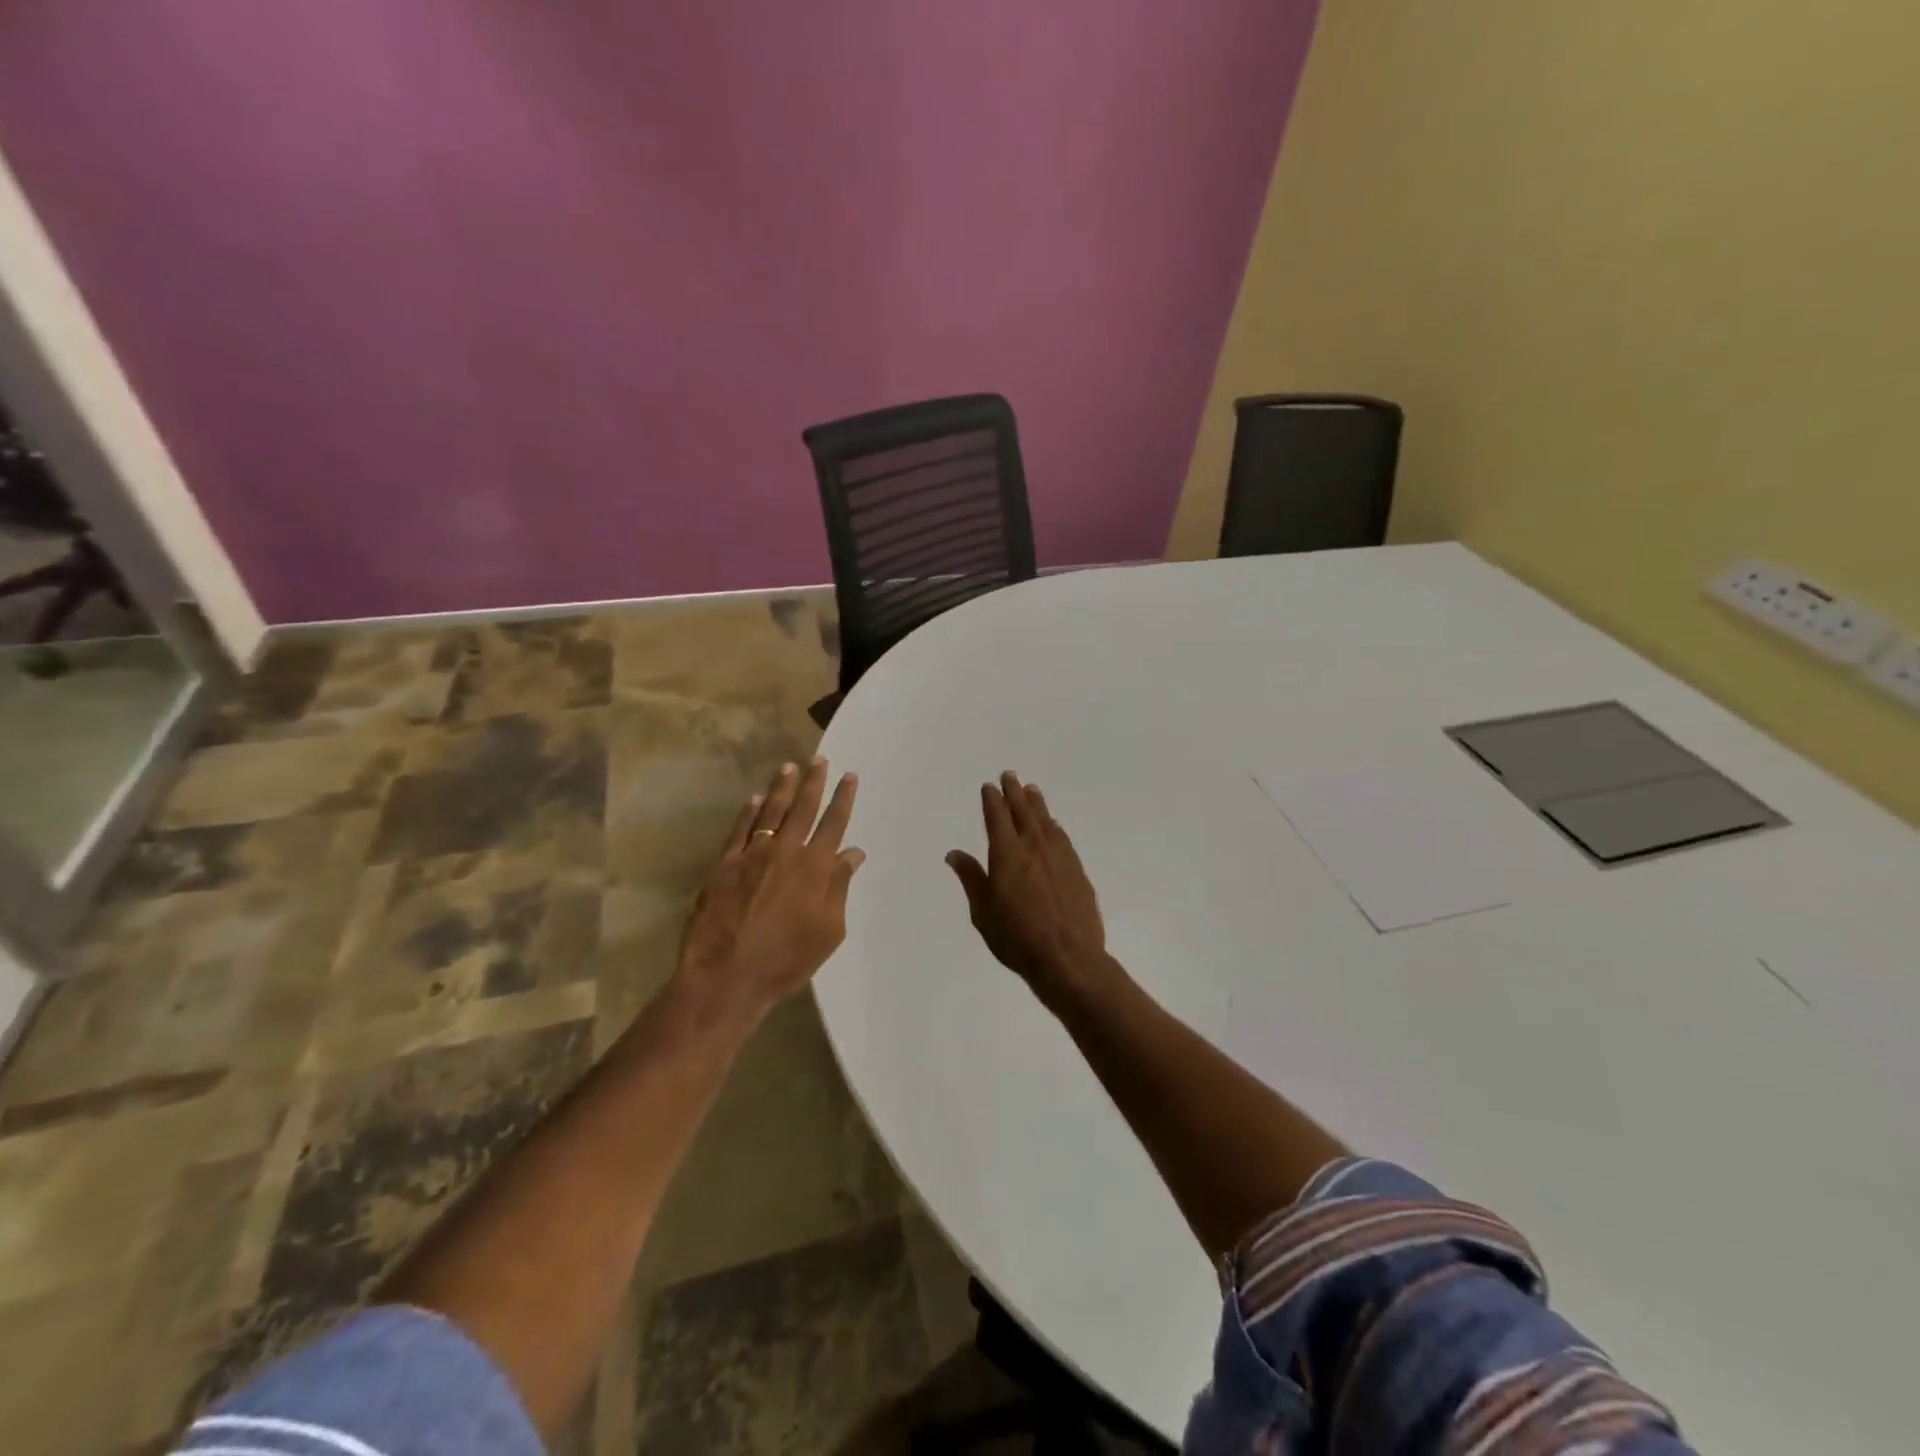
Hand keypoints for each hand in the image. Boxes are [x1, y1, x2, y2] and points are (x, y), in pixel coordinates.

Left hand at [674, 757, 864, 1024]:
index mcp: (815, 867)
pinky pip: (740, 829)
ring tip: (789, 767)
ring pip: (770, 812)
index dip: (843, 798)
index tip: (849, 776)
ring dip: (782, 788)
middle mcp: (785, 852)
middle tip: (819, 759)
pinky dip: (750, 812)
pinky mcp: (724, 864)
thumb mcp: (828, 930)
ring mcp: (751, 855)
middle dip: (813, 782)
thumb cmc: (786, 960)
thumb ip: (839, 887)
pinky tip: (756, 799)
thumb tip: (853, 853)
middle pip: (802, 808)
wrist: (727, 976)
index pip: (833, 823)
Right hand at [947, 771, 1107, 999]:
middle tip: (1010, 775)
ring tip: (1032, 789)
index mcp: (1007, 855)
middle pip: (1023, 812)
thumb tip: (954, 854)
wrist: (1069, 958)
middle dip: (1015, 792)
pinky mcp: (1077, 871)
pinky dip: (1054, 826)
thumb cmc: (1017, 938)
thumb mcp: (983, 912)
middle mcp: (1034, 847)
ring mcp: (1060, 857)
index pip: (997, 818)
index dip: (992, 800)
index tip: (989, 786)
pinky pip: (1063, 838)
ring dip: (1037, 804)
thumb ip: (971, 878)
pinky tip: (1053, 825)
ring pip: (1046, 821)